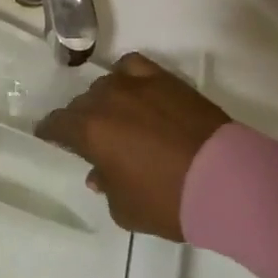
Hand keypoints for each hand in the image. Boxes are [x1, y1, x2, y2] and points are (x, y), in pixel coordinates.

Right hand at [37, 53, 228, 240]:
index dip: (51, 133)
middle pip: (81, 104)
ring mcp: (135, 85)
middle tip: (94, 140)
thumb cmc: (168, 201)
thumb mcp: (126, 210)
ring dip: (105, 102)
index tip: (51, 138)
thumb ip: (106, 187)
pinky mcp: (164, 78)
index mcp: (89, 130)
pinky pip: (132, 67)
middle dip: (81, 121)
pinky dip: (126, 77)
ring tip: (118, 118)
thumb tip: (100, 173)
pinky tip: (134, 91)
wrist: (226, 181)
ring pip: (105, 86)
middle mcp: (105, 100)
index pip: (57, 125)